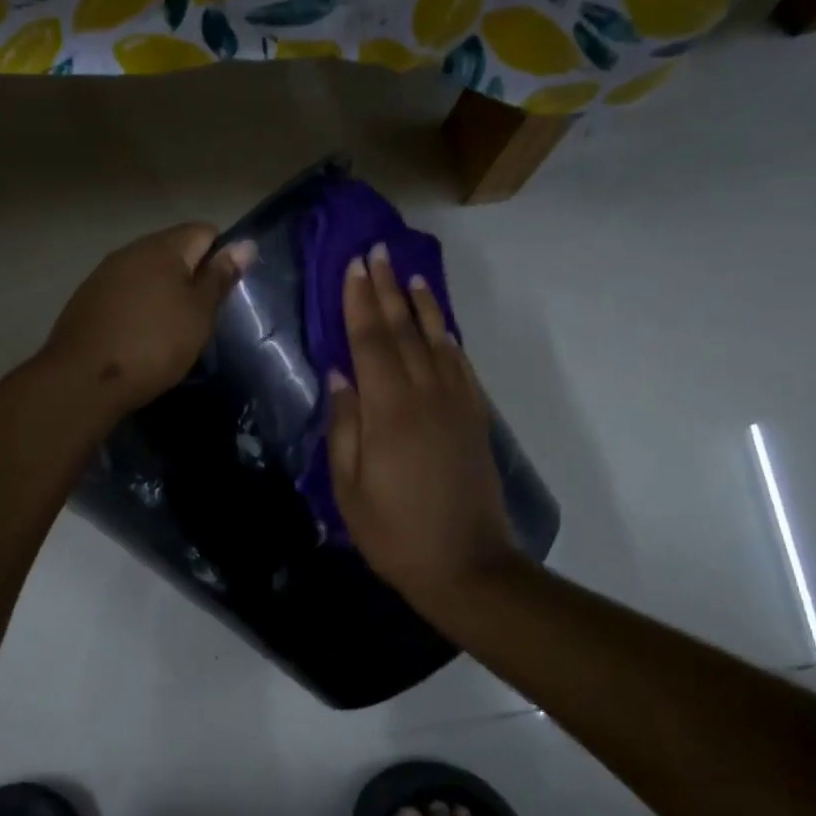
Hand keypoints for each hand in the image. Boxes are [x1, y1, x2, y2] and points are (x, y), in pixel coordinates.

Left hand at [40, 223, 255, 418]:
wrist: (84, 380)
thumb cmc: (154, 344)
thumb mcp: (198, 314)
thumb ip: (220, 277)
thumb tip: (245, 244)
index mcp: (162, 247)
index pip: (204, 232)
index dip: (221, 258)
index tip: (223, 294)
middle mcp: (130, 251)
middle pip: (173, 252)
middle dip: (191, 277)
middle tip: (202, 318)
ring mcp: (103, 275)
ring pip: (147, 274)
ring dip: (163, 294)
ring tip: (172, 331)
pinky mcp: (86, 300)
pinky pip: (124, 294)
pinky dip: (138, 309)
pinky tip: (140, 338)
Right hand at [327, 243, 517, 612]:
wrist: (466, 564)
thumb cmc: (394, 532)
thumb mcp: (350, 486)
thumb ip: (345, 425)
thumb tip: (340, 374)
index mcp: (389, 411)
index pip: (370, 342)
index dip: (359, 302)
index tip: (353, 265)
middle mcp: (426, 395)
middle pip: (404, 331)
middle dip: (387, 289)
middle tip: (376, 251)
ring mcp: (457, 404)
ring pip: (437, 341)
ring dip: (421, 305)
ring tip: (408, 274)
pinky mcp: (475, 418)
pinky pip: (460, 365)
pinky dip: (448, 338)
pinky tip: (441, 325)